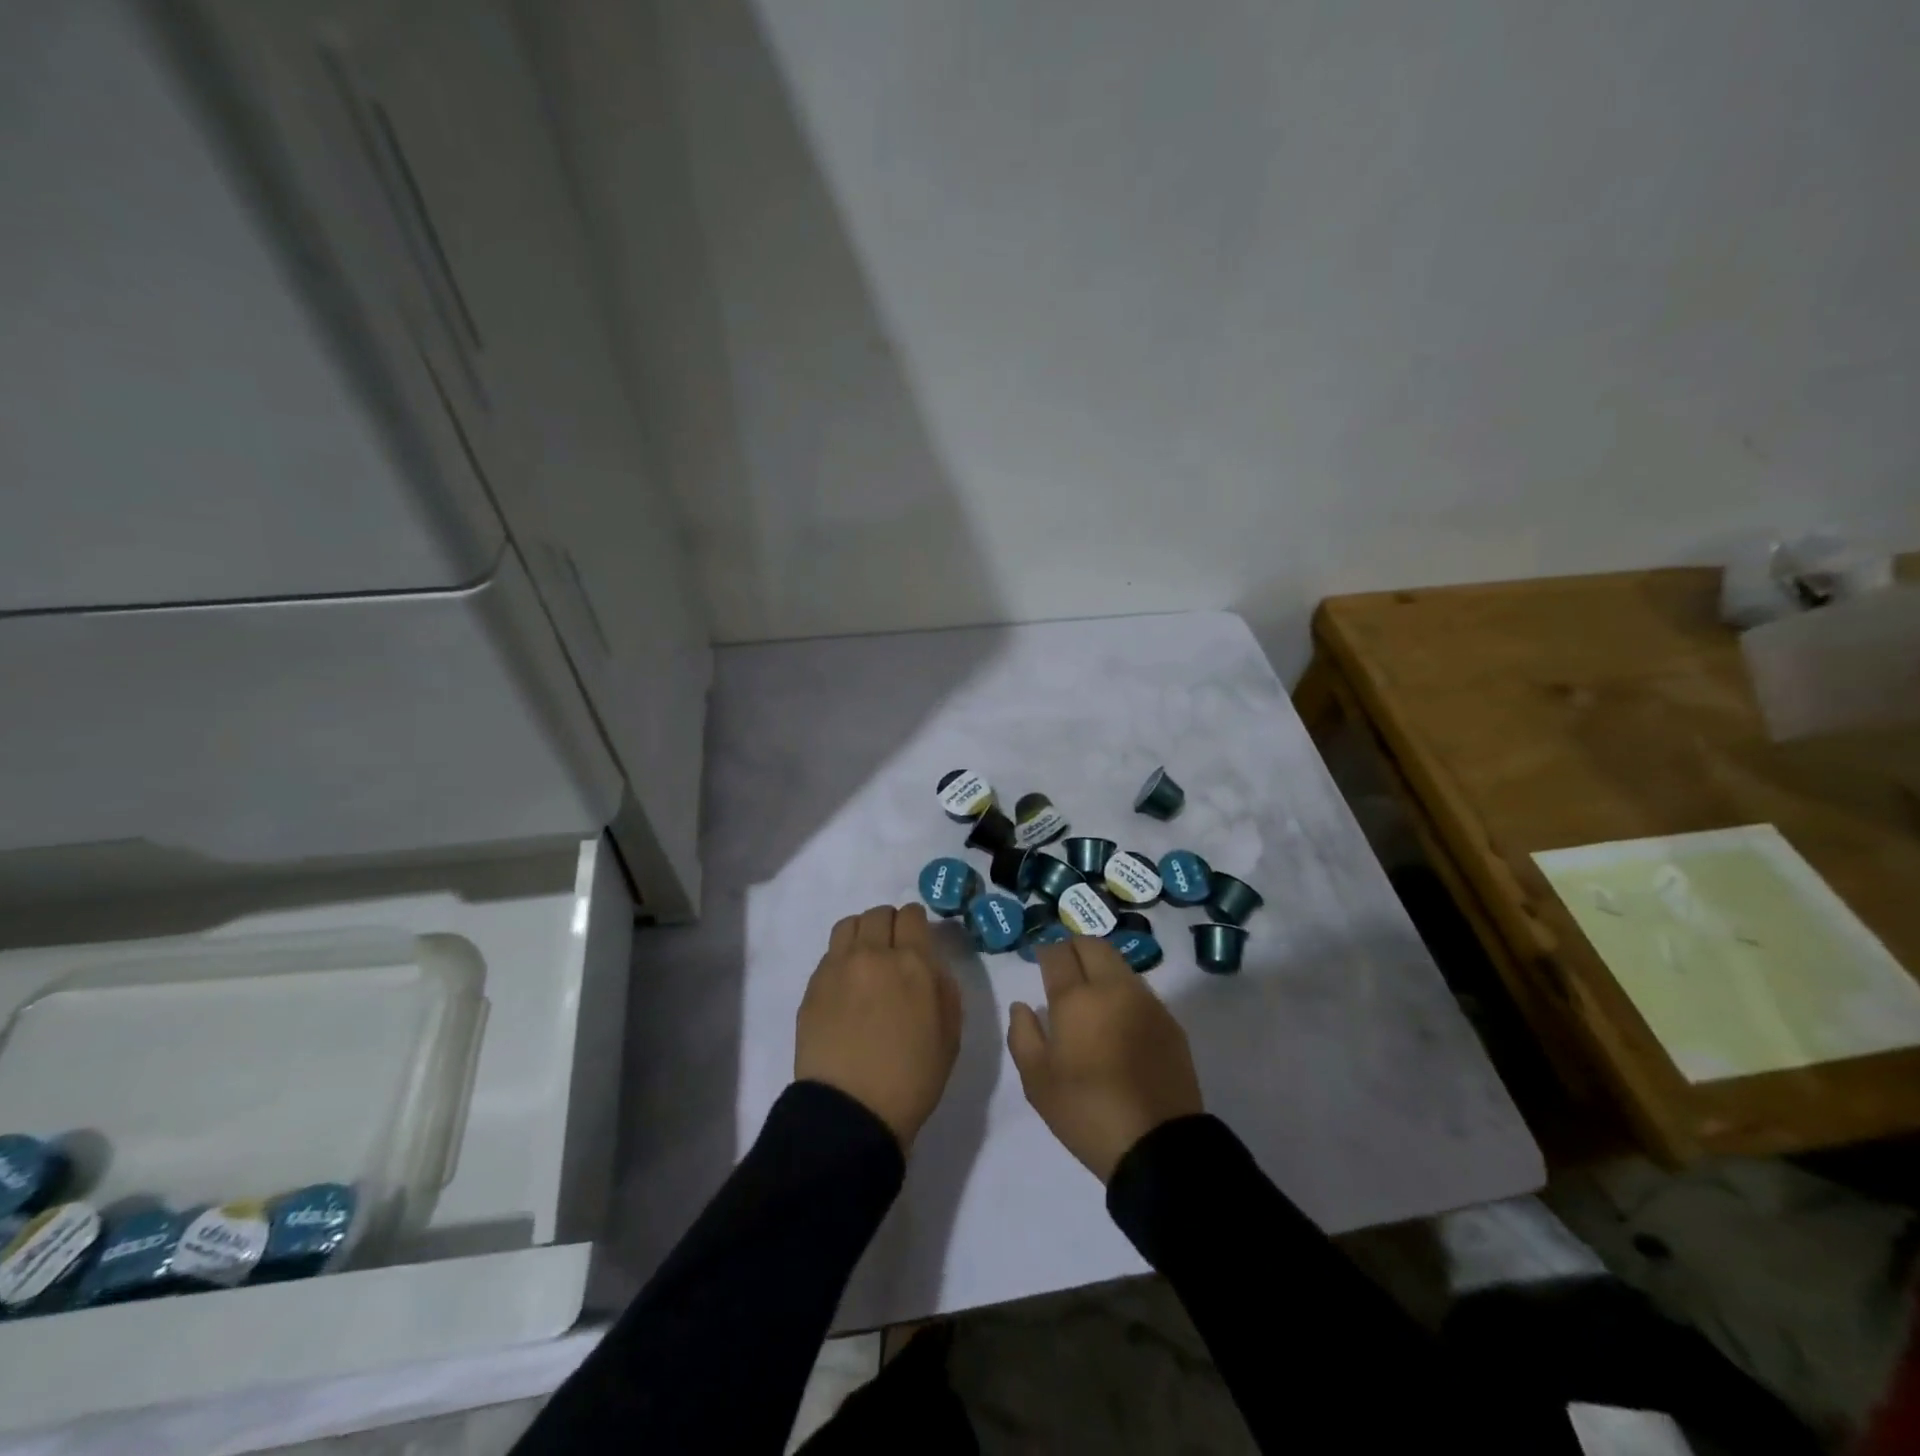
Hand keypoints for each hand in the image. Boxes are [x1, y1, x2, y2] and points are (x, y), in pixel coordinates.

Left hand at [796, 904, 962, 1150]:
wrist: (851, 1111)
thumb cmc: (912, 1079)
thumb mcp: (950, 1035)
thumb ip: (944, 988)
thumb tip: (930, 965)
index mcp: (913, 963)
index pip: (912, 915)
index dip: (916, 924)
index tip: (917, 941)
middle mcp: (873, 954)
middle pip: (879, 913)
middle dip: (890, 926)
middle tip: (893, 952)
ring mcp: (838, 967)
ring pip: (850, 924)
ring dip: (863, 934)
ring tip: (866, 960)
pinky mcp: (813, 985)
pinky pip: (830, 953)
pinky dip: (842, 958)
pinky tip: (847, 986)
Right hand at [1007, 935, 1203, 1181]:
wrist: (1157, 1144)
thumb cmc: (1086, 1111)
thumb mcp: (1037, 1081)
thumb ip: (1023, 1035)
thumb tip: (1023, 1006)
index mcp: (1076, 999)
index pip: (1058, 954)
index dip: (1046, 951)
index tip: (1040, 959)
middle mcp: (1113, 988)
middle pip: (1093, 945)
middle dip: (1074, 947)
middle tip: (1064, 965)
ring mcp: (1146, 1001)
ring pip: (1119, 963)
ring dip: (1101, 965)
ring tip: (1090, 990)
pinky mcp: (1169, 1021)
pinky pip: (1140, 989)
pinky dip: (1122, 990)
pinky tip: (1117, 1016)